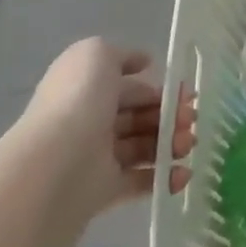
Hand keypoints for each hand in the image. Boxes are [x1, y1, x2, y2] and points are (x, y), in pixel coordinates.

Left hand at [16, 38, 195, 217]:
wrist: (55, 164)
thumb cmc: (78, 101)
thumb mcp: (95, 55)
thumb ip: (120, 55)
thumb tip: (142, 62)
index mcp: (87, 91)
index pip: (129, 89)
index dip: (158, 89)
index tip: (186, 93)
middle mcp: (91, 122)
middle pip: (139, 118)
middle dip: (171, 116)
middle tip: (191, 119)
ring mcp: (97, 158)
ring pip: (143, 148)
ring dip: (172, 143)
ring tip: (187, 144)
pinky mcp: (103, 191)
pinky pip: (140, 182)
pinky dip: (165, 177)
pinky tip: (182, 173)